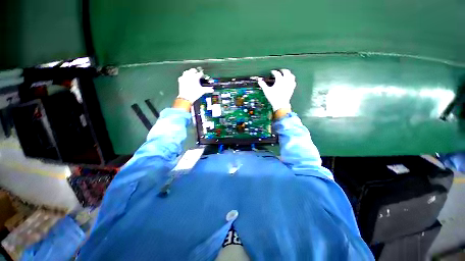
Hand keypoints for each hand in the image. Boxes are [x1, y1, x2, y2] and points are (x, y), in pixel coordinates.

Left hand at [177, 68, 213, 102]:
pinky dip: (184, 77)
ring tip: (191, 74)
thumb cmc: (194, 94)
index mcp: (195, 77)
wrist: (186, 97)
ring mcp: (184, 77)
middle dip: (195, 71)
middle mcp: (189, 76)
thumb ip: (207, 89)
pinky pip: (182, 76)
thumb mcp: (202, 91)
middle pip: (193, 70)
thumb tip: (212, 90)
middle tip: (197, 73)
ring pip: (187, 71)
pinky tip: (185, 79)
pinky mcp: (181, 80)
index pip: (200, 73)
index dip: (202, 75)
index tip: (202, 76)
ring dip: (189, 72)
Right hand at [257, 69, 295, 111]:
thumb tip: (259, 80)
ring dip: (288, 73)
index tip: (272, 72)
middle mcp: (286, 80)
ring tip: (285, 74)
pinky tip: (289, 80)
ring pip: (291, 75)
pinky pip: (293, 81)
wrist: (280, 104)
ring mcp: (290, 84)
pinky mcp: (292, 88)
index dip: (274, 72)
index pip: (277, 73)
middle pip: (286, 72)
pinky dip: (291, 79)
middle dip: (282, 70)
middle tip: (279, 71)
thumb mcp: (266, 91)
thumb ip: (263, 84)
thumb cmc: (273, 97)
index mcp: (279, 80)